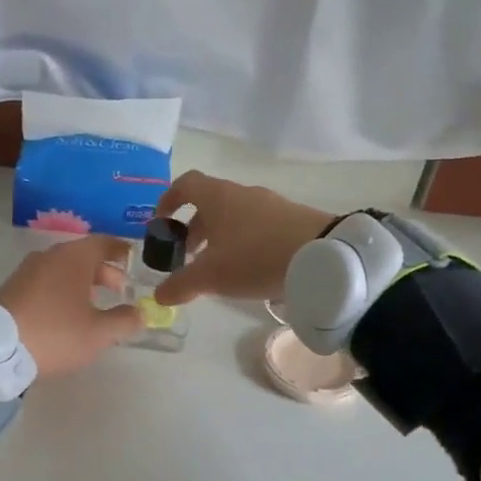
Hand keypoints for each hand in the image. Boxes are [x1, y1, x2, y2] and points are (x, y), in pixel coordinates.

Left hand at [0, 235, 144, 378]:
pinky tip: (65, 314)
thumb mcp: (99, 333)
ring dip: (82, 282)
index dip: (120, 250)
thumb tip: (140, 313)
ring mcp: (26, 271)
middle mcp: (49, 256)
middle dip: (104, 272)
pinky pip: (45, 282)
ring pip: (62, 270)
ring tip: (94, 306)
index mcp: (73, 258)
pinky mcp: (11, 289)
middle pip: (82, 256)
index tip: (132, 258)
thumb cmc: (56, 334)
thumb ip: (125, 321)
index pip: (103, 242)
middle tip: (119, 291)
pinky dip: (61, 290)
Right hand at [150, 172, 333, 305]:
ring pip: (234, 215)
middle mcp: (242, 193)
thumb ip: (181, 284)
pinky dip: (244, 241)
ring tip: (217, 266)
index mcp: (217, 197)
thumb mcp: (212, 276)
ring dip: (219, 236)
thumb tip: (159, 295)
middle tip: (186, 256)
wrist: (322, 257)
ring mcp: (270, 204)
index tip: (160, 224)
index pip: (185, 184)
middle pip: (209, 203)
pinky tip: (249, 267)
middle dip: (193, 228)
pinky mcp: (292, 218)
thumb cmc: (255, 257)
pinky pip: (257, 225)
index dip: (168, 201)